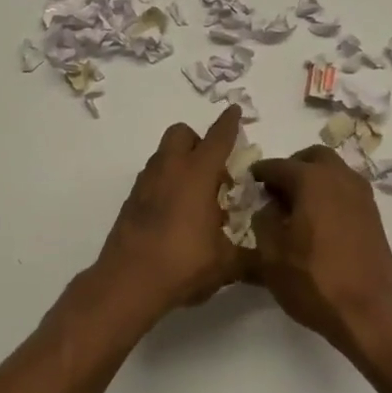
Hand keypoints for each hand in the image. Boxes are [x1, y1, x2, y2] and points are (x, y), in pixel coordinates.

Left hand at [91, 106, 246, 326]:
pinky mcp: (131, 200)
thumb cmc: (183, 264)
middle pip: (182, 134)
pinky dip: (166, 183)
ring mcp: (146, 182)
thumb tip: (264, 259)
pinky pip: (153, 177)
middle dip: (199, 142)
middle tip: (214, 173)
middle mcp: (170, 169)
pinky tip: (176, 215)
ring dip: (181, 163)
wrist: (127, 282)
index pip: (218, 138)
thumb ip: (247, 255)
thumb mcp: (225, 264)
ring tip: (196, 199)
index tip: (234, 110)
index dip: (229, 123)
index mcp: (197, 174)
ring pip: (164, 154)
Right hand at [250, 146, 391, 356]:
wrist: (369, 314)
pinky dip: (331, 194)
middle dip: (293, 167)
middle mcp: (339, 177)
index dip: (260, 173)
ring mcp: (361, 195)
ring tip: (298, 208)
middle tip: (277, 191)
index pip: (278, 165)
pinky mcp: (374, 215)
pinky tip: (320, 222)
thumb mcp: (271, 254)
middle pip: (313, 157)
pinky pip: (347, 190)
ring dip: (315, 179)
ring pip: (334, 171)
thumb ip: (263, 220)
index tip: (249, 183)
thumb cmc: (314, 281)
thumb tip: (270, 206)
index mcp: (312, 179)